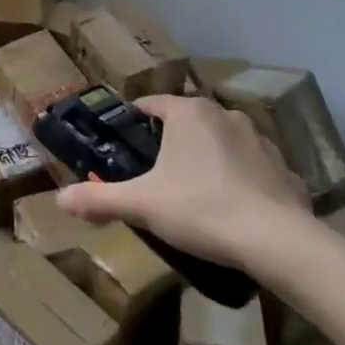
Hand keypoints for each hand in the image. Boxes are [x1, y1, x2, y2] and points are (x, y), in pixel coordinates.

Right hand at [55, 94, 309, 267]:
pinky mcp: (284, 168)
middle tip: (154, 170)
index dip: (134, 120)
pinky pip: (252, 166)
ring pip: (221, 140)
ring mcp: (260, 140)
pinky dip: (239, 177)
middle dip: (170, 140)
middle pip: (187, 120)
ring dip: (207, 155)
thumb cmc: (201, 208)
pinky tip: (232, 205)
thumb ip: (99, 199)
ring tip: (193, 188)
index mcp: (189, 113)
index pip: (152, 103)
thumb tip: (59, 199)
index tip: (122, 140)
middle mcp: (225, 115)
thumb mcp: (142, 205)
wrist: (276, 241)